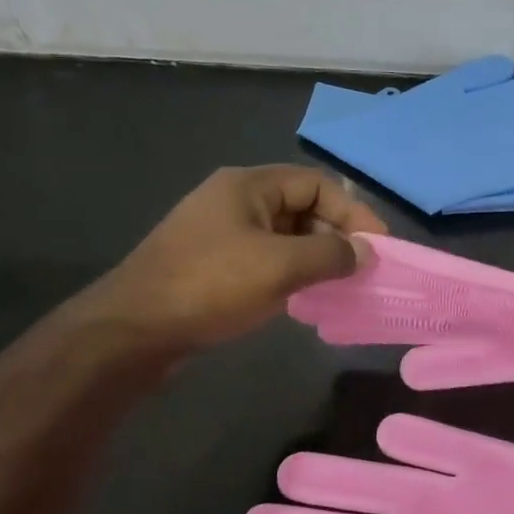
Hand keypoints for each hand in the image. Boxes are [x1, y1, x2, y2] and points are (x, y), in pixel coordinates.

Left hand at [91, 166, 385, 354]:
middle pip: (301, 206)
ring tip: (340, 285)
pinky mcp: (212, 263)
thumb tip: (366, 252)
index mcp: (249, 186)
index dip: (354, 212)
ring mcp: (221, 232)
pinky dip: (291, 272)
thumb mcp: (280, 267)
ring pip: (284, 236)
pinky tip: (304, 298)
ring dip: (315, 257)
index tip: (379, 247)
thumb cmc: (210, 285)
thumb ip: (330, 254)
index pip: (318, 184)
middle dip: (335, 235)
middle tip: (362, 270)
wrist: (134, 328)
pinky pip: (265, 258)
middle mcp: (235, 200)